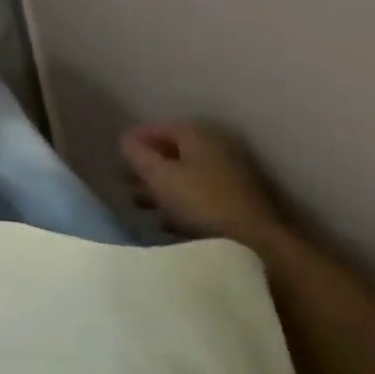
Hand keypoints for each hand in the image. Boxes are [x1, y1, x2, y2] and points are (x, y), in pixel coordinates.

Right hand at [120, 122, 282, 246]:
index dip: (135, 142)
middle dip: (147, 167)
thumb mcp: (158, 175)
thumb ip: (137, 154)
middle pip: (172, 152)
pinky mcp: (237, 201)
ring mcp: (230, 174)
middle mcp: (216, 147)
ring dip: (162, 187)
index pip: (157, 128)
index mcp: (197, 134)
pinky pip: (199, 195)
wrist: (256, 244)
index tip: (117, 159)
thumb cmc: (200, 202)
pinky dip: (180, 203)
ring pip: (185, 175)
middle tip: (127, 184)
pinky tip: (167, 222)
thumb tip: (124, 140)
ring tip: (142, 206)